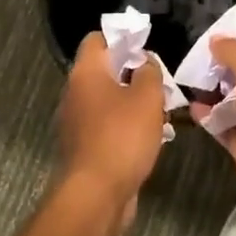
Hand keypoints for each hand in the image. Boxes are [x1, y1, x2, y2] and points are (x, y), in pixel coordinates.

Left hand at [58, 31, 168, 234]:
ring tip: (160, 113)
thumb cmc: (121, 137)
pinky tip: (149, 139)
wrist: (95, 196)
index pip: (97, 39)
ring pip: (108, 100)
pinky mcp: (84, 147)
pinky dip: (125, 128)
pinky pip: (107, 126)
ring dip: (132, 104)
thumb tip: (144, 63)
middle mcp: (75, 92)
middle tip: (159, 84)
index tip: (145, 49)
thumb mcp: (147, 97)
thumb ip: (149, 72)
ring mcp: (76, 122)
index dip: (121, 39)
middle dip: (133, 75)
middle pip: (104, 71)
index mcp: (86, 72)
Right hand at [190, 37, 235, 231]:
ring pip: (233, 102)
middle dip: (221, 69)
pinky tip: (191, 108)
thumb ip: (234, 51)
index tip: (209, 42)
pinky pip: (225, 127)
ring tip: (187, 81)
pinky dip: (209, 118)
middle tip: (193, 62)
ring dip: (212, 93)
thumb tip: (216, 39)